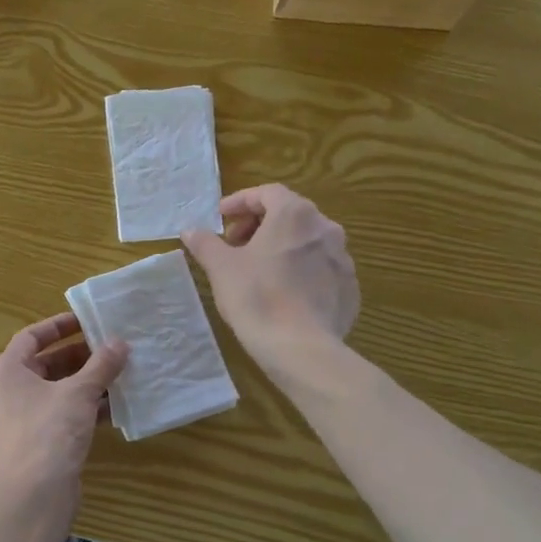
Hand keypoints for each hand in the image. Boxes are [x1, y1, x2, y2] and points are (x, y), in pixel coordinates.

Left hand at [0, 314, 126, 491]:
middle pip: (44, 364)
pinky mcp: (35, 442)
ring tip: (117, 372)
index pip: (31, 337)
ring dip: (84, 382)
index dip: (59, 326)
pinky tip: (113, 406)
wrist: (36, 493)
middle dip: (78, 356)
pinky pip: (60, 414)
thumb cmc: (51, 431)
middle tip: (109, 348)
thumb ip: (101, 365)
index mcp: (7, 372)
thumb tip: (120, 343)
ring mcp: (20, 419)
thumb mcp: (79, 392)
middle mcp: (8, 392)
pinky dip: (83, 407)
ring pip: (55, 391)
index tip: (86, 321)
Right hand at [183, 184, 359, 380]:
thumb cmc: (257, 298)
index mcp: (295, 214)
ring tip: (258, 269)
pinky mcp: (349, 287)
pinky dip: (300, 270)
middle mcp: (325, 228)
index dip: (240, 202)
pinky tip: (283, 293)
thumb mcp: (221, 268)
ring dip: (281, 247)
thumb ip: (205, 243)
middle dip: (259, 224)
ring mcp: (343, 258)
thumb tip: (190, 230)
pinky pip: (321, 268)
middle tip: (235, 245)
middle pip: (289, 214)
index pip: (267, 193)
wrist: (301, 349)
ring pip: (307, 241)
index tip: (221, 218)